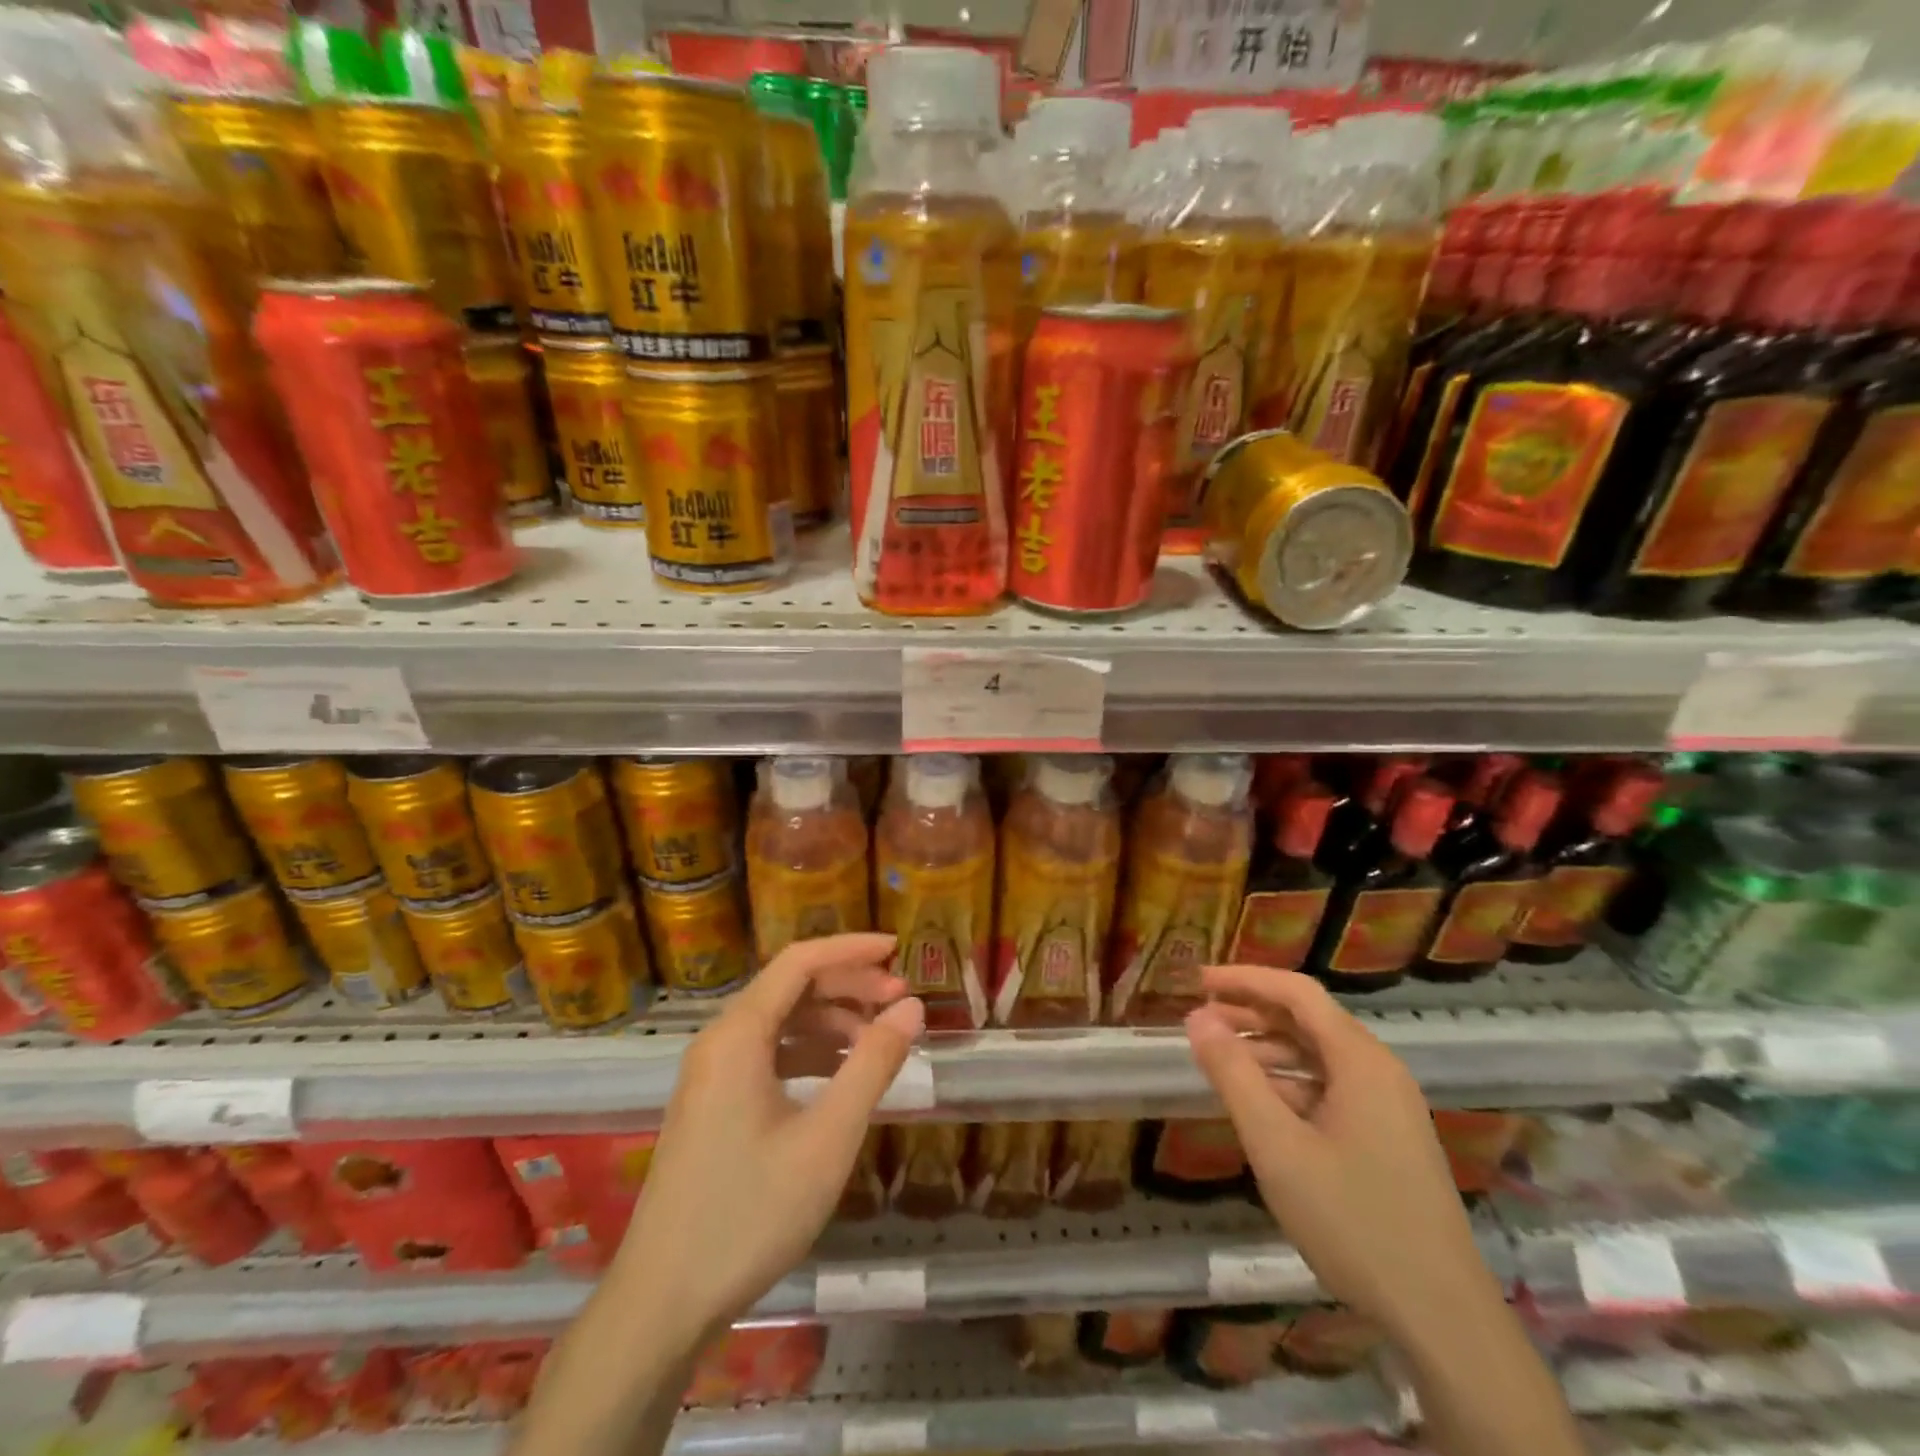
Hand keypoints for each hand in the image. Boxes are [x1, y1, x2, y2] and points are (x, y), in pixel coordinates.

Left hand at [609, 933, 923, 1343]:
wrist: (662, 1302)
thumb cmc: (750, 1213)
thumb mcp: (827, 1138)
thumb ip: (872, 1065)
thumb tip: (912, 1008)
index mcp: (738, 1034)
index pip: (800, 961)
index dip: (851, 949)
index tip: (899, 950)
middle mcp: (719, 1041)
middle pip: (789, 987)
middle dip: (847, 985)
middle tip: (900, 1000)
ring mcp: (711, 1073)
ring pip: (779, 1021)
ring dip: (830, 1020)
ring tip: (877, 1039)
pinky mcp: (712, 1103)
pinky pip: (766, 1053)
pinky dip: (807, 1051)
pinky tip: (839, 1075)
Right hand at [1184, 965, 1501, 1343]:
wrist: (1441, 1318)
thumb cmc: (1352, 1220)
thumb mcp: (1277, 1146)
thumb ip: (1233, 1075)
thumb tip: (1197, 1017)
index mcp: (1360, 1060)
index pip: (1297, 992)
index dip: (1245, 979)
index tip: (1197, 980)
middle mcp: (1378, 1071)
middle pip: (1308, 1020)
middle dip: (1252, 1013)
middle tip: (1199, 1018)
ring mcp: (1387, 1106)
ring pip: (1317, 1056)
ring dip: (1267, 1050)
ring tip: (1218, 1059)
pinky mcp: (1386, 1137)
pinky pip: (1330, 1088)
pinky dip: (1288, 1083)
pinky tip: (1259, 1104)